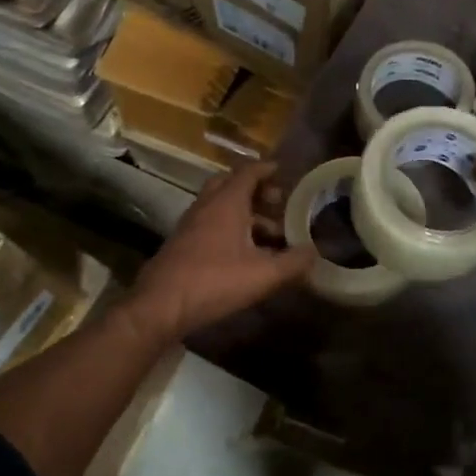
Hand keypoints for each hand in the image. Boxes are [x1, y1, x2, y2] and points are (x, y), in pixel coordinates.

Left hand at [127, 161, 315, 339]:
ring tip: (268, 234)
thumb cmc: (215, 282)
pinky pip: (210, 224)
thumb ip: (293, 263)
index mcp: (226, 203)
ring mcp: (190, 225)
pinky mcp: (182, 244)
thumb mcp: (264, 275)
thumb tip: (315, 252)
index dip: (267, 169)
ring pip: (220, 206)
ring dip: (243, 212)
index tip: (283, 171)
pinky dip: (230, 228)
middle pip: (230, 184)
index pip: (248, 172)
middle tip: (276, 203)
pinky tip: (243, 253)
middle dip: (255, 189)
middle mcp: (206, 206)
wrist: (161, 306)